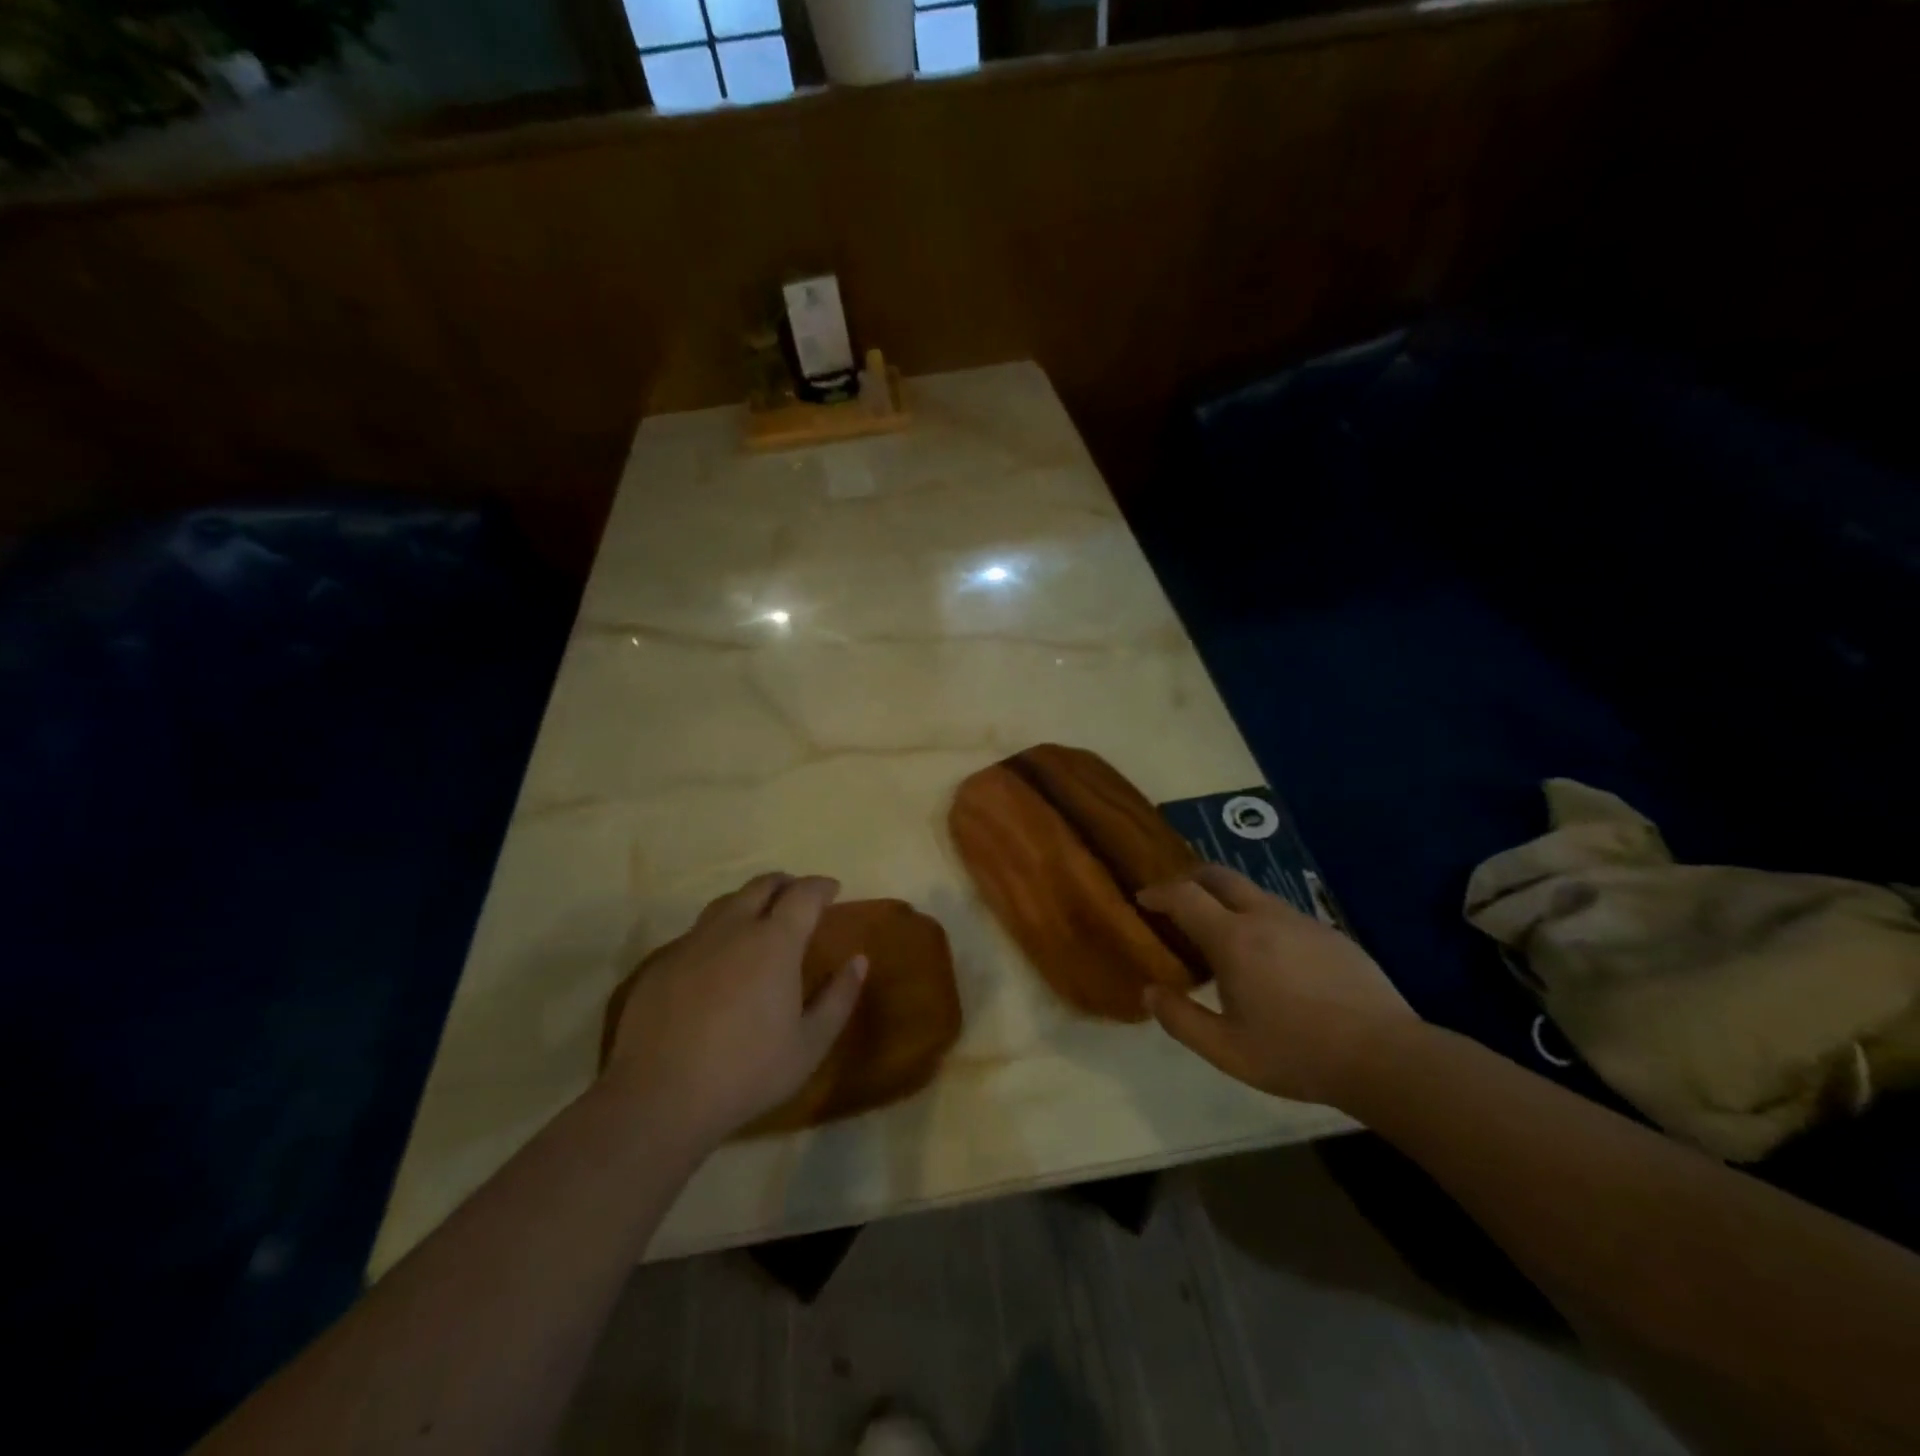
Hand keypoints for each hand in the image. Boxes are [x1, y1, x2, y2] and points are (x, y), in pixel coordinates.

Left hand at [601, 873, 865, 1146]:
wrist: (659, 1098)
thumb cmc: (747, 1071)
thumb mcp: (810, 1044)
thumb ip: (839, 998)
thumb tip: (859, 961)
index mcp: (775, 941)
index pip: (804, 894)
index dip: (821, 886)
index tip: (833, 890)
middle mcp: (733, 928)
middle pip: (762, 885)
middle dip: (786, 884)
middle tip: (799, 897)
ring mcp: (692, 942)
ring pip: (726, 903)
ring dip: (750, 901)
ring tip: (760, 920)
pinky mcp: (662, 963)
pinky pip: (697, 932)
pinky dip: (719, 932)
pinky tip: (720, 960)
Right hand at [1138, 864, 1416, 1106]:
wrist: (1386, 1057)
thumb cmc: (1297, 1054)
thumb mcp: (1228, 1051)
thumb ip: (1181, 1020)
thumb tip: (1150, 992)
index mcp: (1234, 939)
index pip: (1184, 895)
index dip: (1159, 892)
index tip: (1143, 899)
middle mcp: (1265, 916)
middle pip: (1218, 875)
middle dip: (1190, 878)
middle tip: (1176, 901)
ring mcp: (1301, 921)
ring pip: (1253, 892)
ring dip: (1226, 900)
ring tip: (1220, 933)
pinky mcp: (1330, 933)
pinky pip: (1282, 912)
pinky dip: (1258, 918)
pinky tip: (1269, 957)